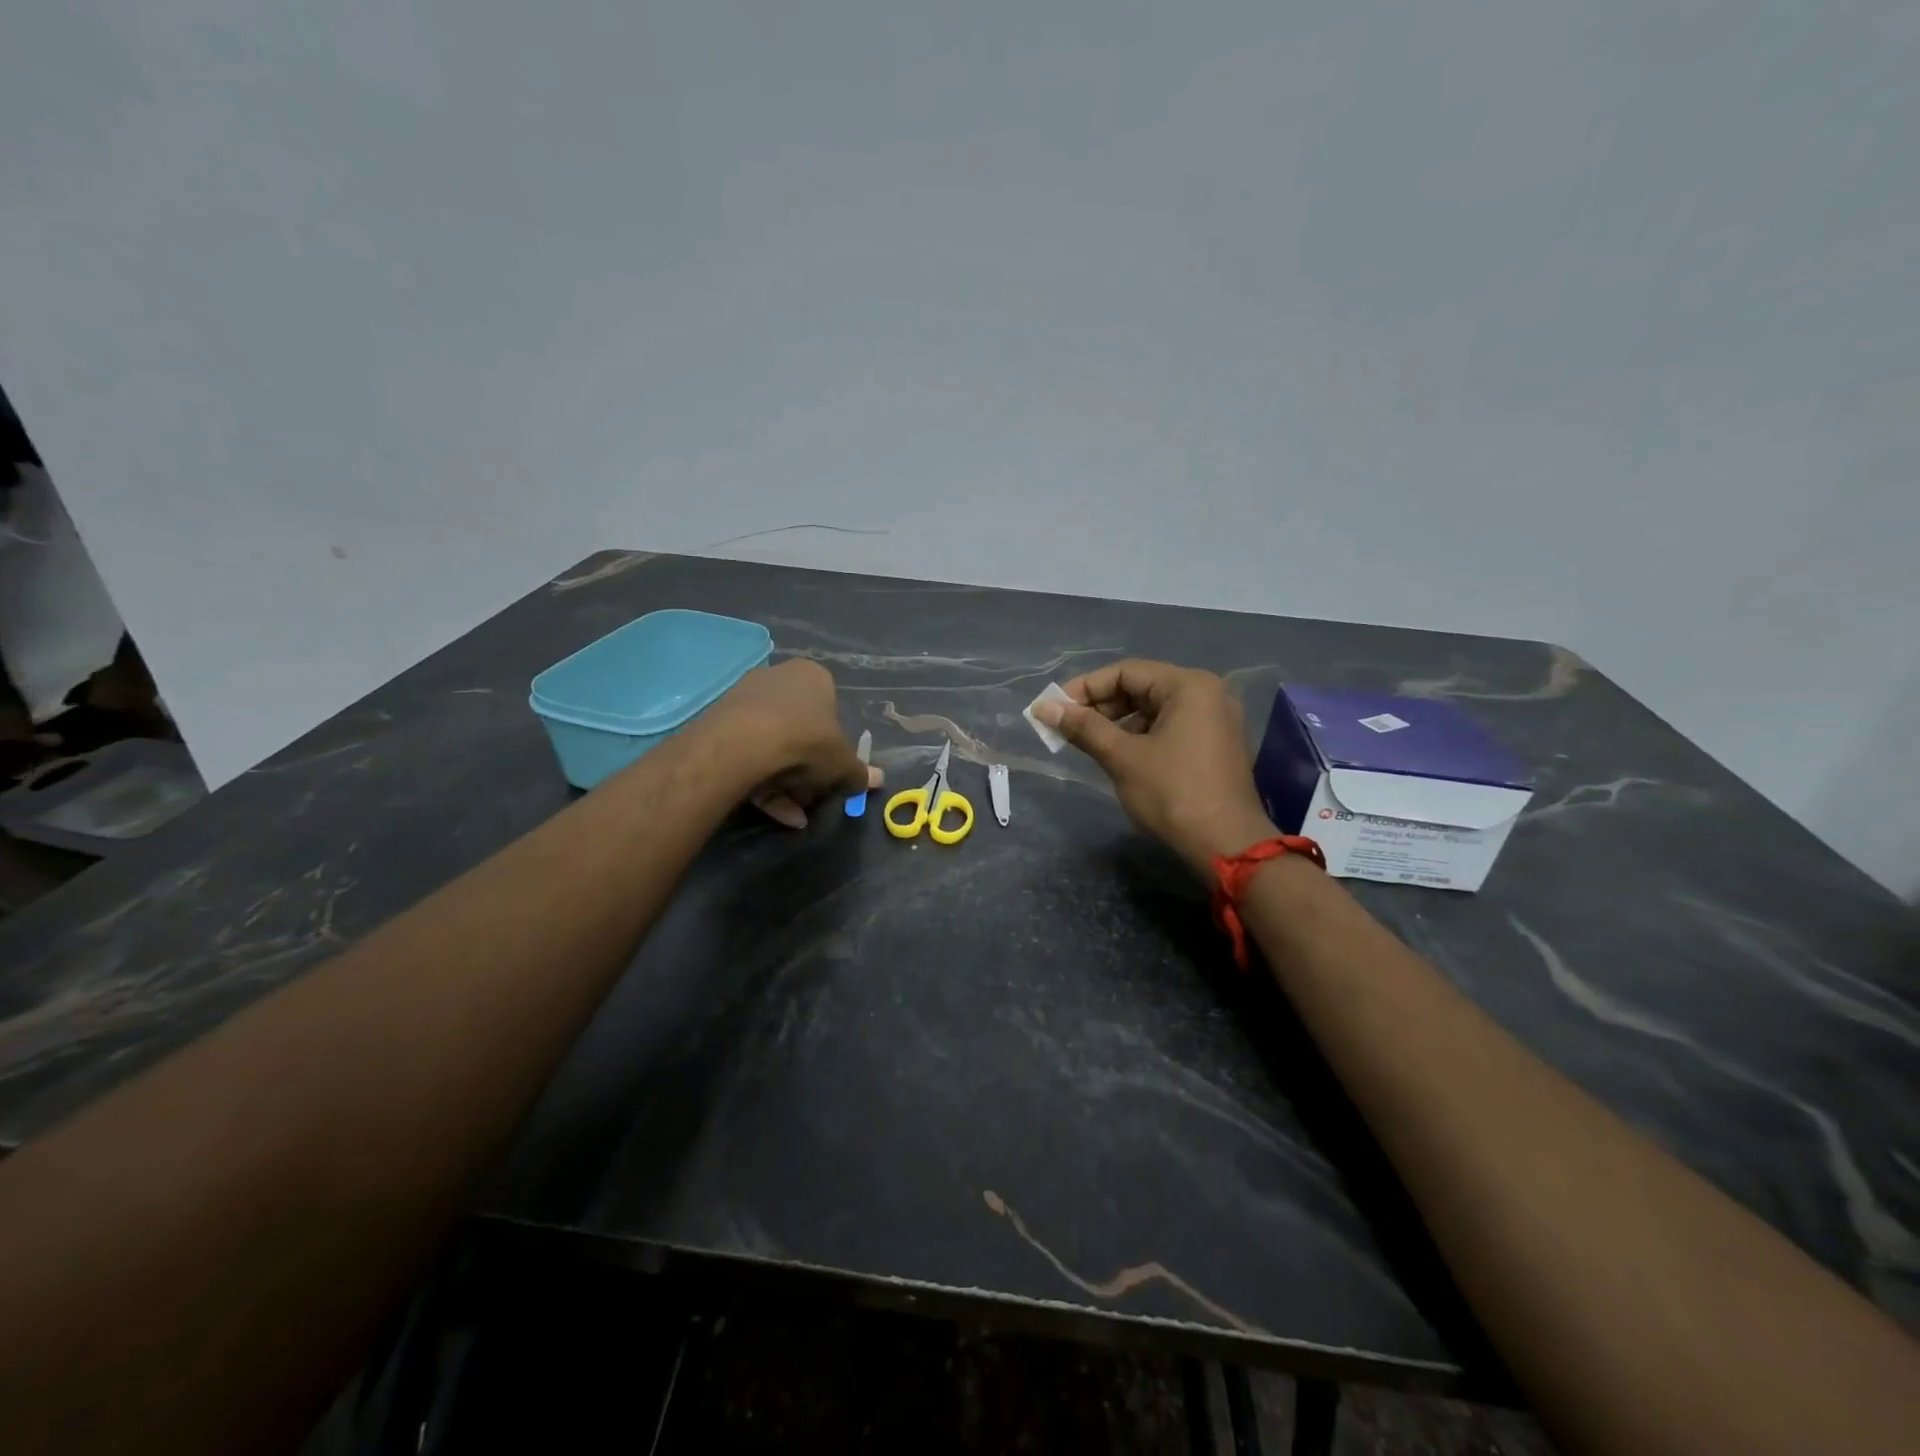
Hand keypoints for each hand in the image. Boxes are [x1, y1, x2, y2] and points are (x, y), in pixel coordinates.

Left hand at [705, 660, 882, 828]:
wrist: (744, 744)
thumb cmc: (807, 742)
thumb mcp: (843, 764)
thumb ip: (859, 774)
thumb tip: (878, 781)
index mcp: (813, 677)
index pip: (830, 710)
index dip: (833, 745)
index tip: (832, 772)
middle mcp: (778, 679)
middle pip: (799, 729)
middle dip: (807, 768)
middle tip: (813, 795)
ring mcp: (745, 700)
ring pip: (772, 746)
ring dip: (787, 782)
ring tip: (796, 813)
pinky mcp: (720, 724)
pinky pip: (748, 755)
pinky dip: (764, 785)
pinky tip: (778, 813)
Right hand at [1033, 659, 1275, 871]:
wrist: (1226, 845)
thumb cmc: (1172, 793)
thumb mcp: (1122, 757)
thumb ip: (1083, 728)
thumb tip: (1043, 708)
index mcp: (1189, 686)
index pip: (1125, 672)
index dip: (1085, 688)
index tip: (1054, 709)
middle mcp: (1207, 693)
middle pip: (1141, 687)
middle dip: (1100, 706)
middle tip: (1067, 727)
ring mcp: (1215, 719)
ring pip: (1154, 709)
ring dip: (1118, 722)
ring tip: (1088, 743)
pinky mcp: (1215, 744)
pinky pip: (1170, 726)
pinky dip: (1141, 735)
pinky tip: (1118, 754)